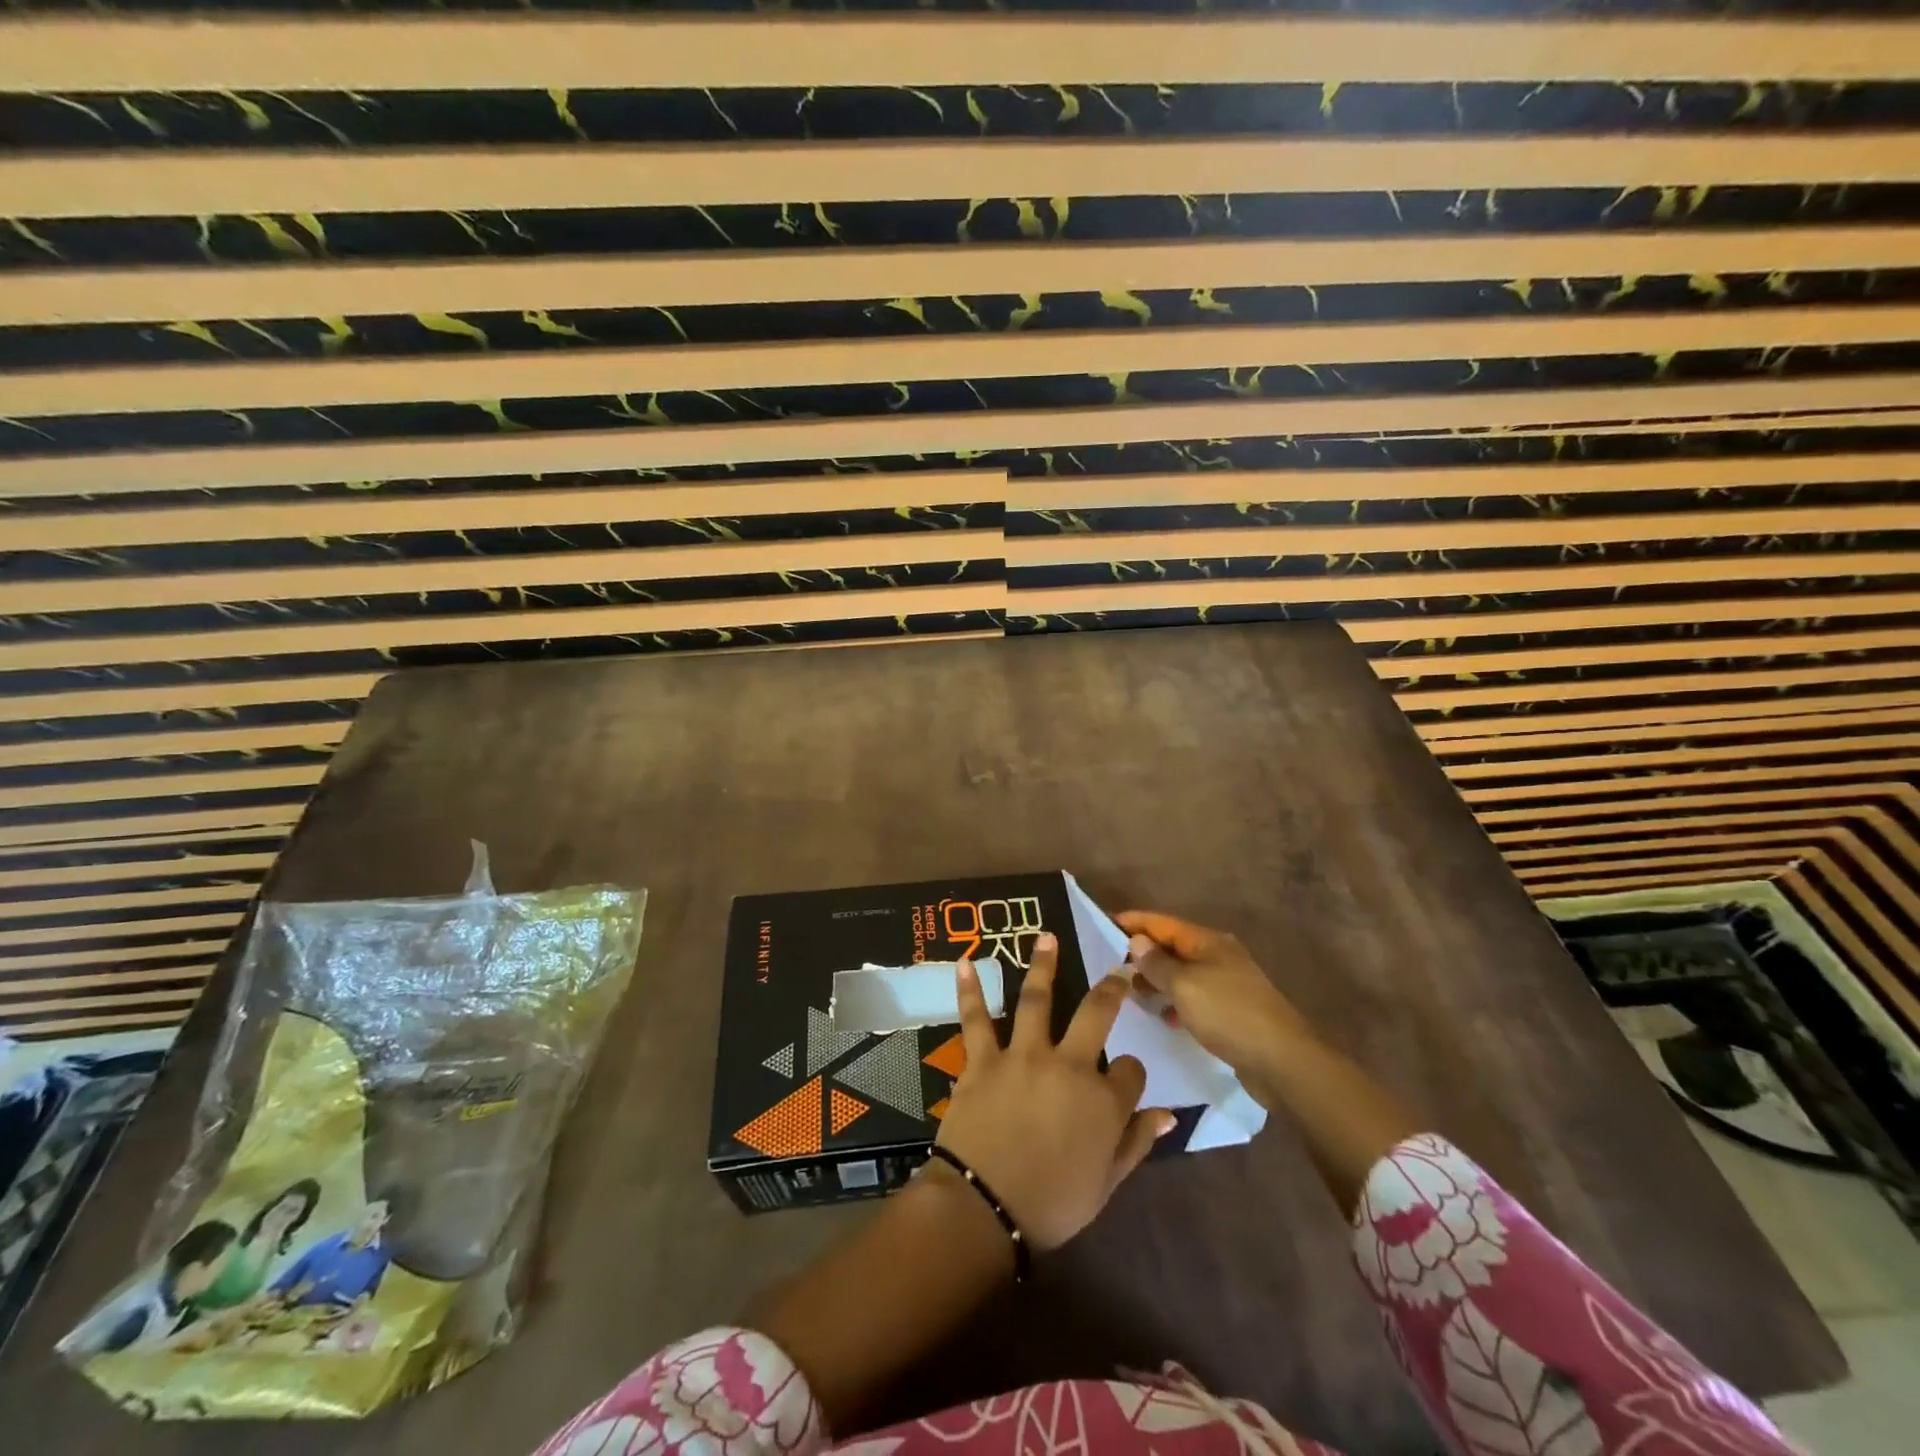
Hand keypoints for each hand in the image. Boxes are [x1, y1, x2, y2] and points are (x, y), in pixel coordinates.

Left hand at [935, 933, 1173, 1250]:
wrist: (984, 1208)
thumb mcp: (1106, 1184)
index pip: (1130, 1070)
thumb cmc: (1051, 1205)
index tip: (1126, 1080)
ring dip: (1043, 966)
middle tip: (1117, 969)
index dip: (1131, 1073)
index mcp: (1103, 1100)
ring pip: (1036, 1000)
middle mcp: (1068, 1066)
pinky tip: (964, 964)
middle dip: (1111, 989)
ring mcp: (1023, 1056)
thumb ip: (1136, 1142)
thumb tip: (1168, 1113)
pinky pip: (975, 1019)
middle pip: (1095, 1015)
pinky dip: (970, 991)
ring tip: (1046, 937)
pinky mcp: (983, 1059)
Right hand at [1116, 910, 1313, 1108]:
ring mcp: (1228, 984)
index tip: (1104, 923)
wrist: (1282, 1062)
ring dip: (1158, 981)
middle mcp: (1219, 956)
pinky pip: (1194, 998)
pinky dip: (1176, 1003)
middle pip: (1173, 947)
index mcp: (1208, 942)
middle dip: (1143, 954)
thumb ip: (1157, 964)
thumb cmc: (1228, 1014)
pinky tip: (1164, 1018)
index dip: (1134, 921)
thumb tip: (1137, 941)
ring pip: (1183, 975)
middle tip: (1111, 966)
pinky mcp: (1232, 1012)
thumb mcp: (1184, 986)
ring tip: (1132, 994)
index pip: (1163, 923)